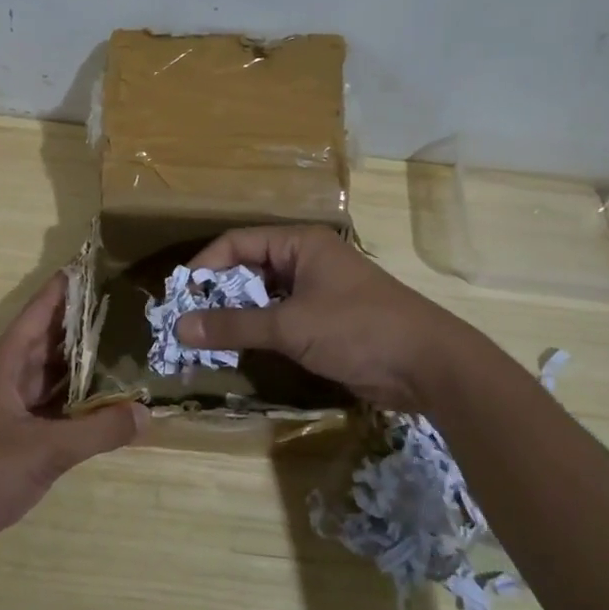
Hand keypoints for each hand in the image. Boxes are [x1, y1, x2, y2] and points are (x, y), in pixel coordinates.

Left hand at [0, 273, 145, 568]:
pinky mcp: (14, 428)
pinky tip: (108, 396)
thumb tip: (146, 413)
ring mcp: (10, 401)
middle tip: (130, 306)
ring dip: (84, 361)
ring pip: (53, 370)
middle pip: (51, 337)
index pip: (40, 310)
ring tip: (129, 344)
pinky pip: (52, 400)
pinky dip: (77, 396)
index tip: (99, 265)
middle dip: (86, 322)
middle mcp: (7, 373)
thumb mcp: (46, 450)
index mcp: (5, 362)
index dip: (67, 287)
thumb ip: (98, 431)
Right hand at [176, 225, 470, 413]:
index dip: (205, 266)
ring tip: (204, 341)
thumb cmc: (357, 328)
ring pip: (264, 298)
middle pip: (249, 270)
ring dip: (236, 318)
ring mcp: (318, 293)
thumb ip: (233, 326)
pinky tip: (238, 353)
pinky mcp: (326, 324)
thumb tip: (179, 327)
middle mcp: (307, 261)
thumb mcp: (290, 325)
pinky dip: (258, 334)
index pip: (238, 243)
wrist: (429, 366)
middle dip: (217, 295)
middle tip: (186, 322)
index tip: (179, 296)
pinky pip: (281, 321)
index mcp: (300, 243)